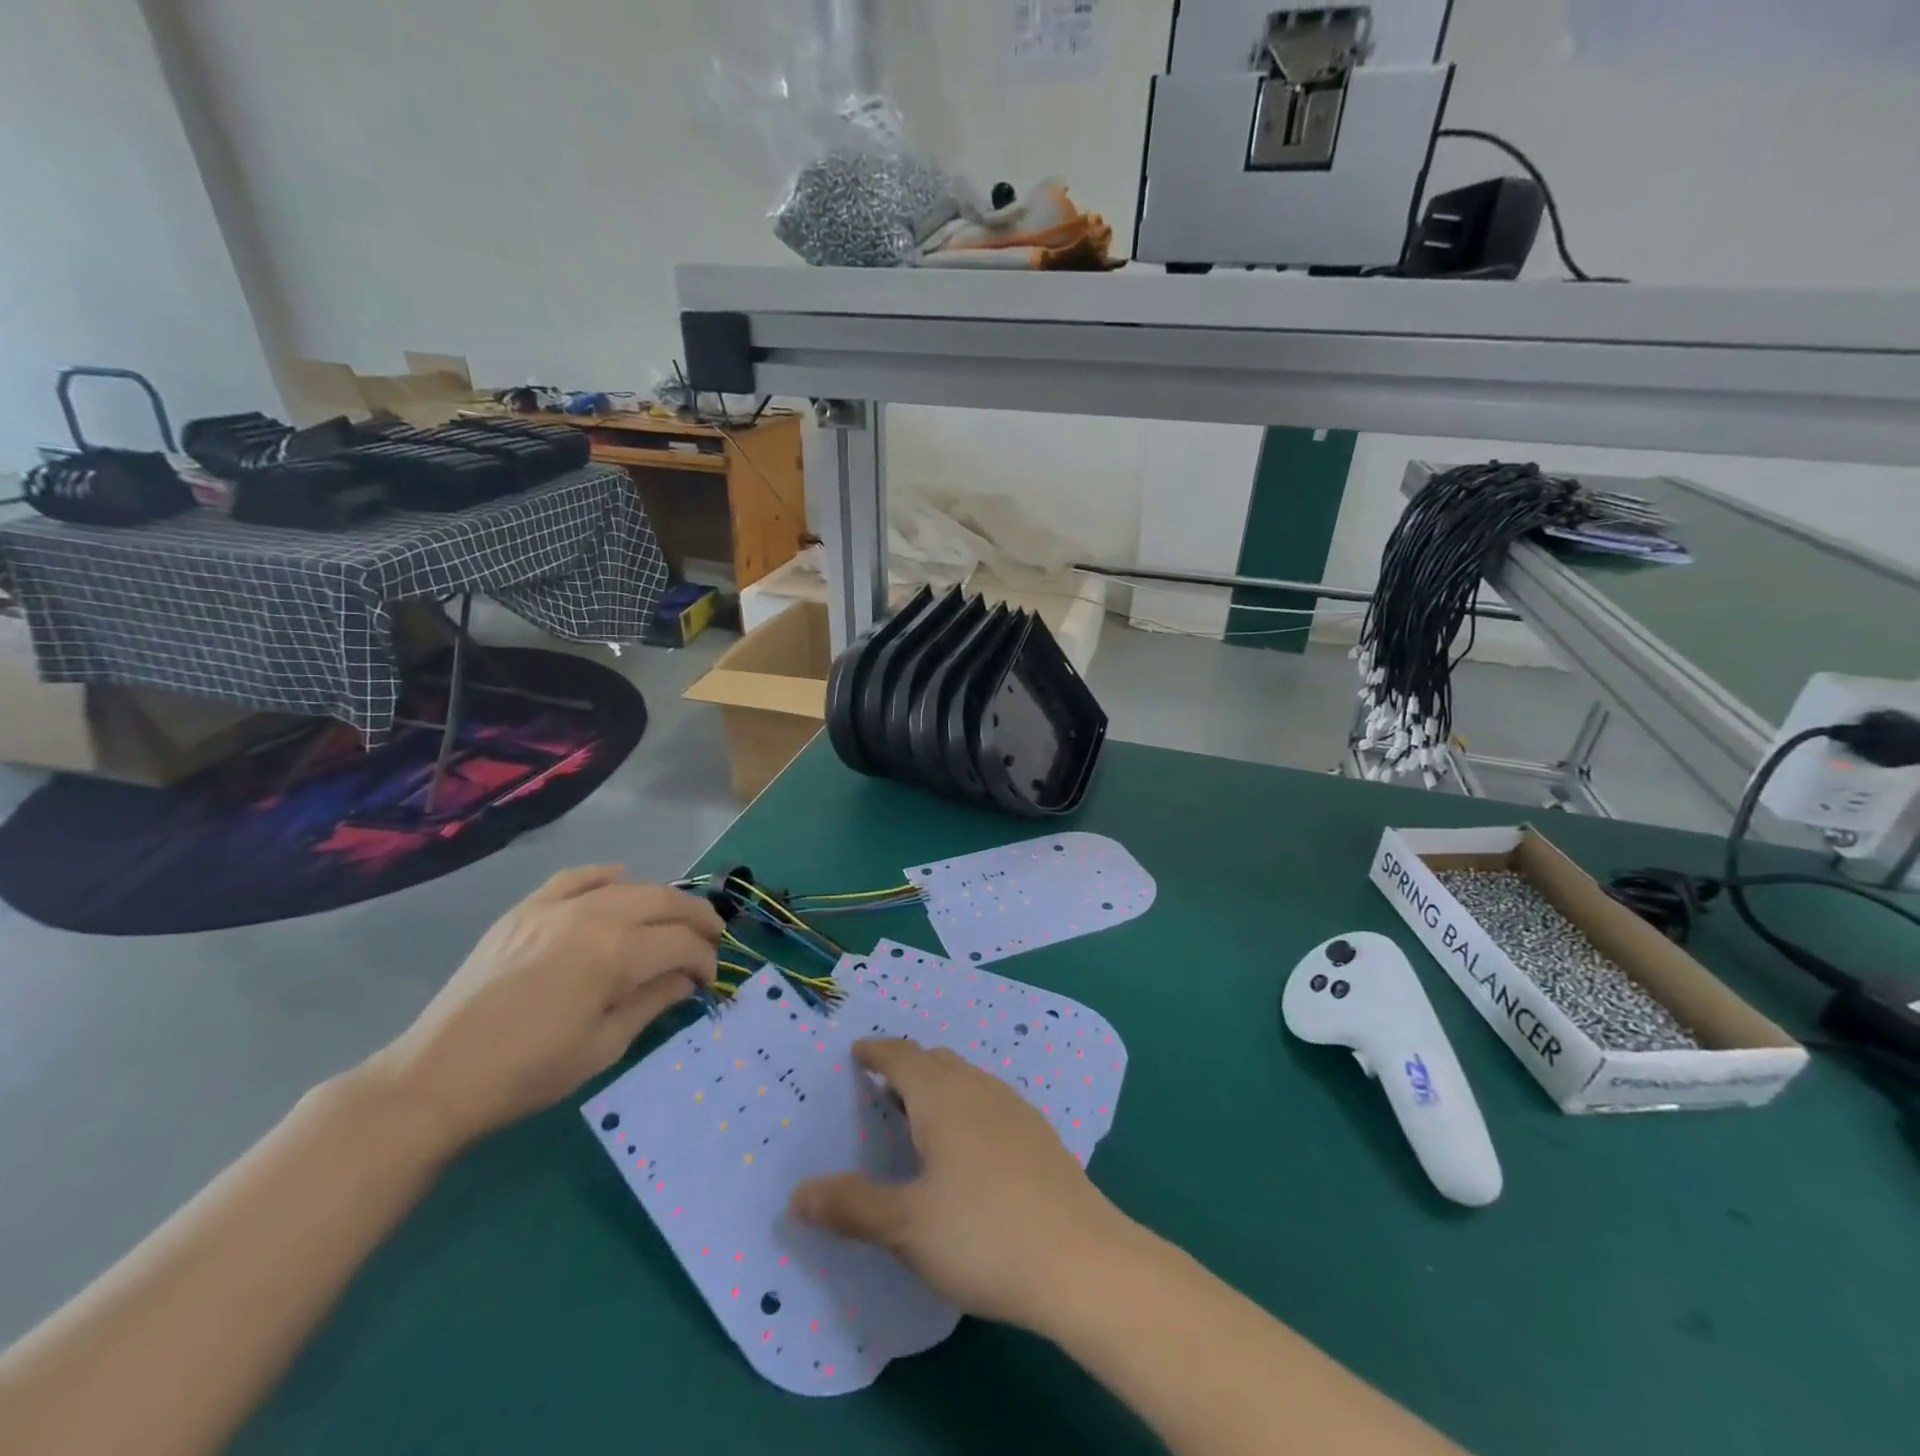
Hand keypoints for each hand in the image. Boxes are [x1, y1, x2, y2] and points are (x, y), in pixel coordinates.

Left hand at [371, 866, 721, 1149]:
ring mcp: (556, 907)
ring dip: (661, 899)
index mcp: (615, 954)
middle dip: (697, 917)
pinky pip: (577, 877)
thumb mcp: (605, 1045)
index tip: (709, 981)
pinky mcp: (526, 909)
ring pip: (628, 885)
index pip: (681, 943)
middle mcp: (593, 916)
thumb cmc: (529, 1072)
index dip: (704, 959)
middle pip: (664, 900)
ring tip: (674, 919)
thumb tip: (687, 978)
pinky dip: (606, 876)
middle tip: (712, 938)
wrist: (438, 1076)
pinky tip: (620, 882)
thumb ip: (654, 1001)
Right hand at [787, 1038, 1134, 1330]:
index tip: (858, 1052)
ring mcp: (1015, 1109)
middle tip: (882, 1089)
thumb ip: (851, 1205)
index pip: (902, 1056)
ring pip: (967, 1080)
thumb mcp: (906, 1226)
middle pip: (937, 1062)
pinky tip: (970, 1148)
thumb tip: (797, 1193)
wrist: (1081, 1261)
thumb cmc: (983, 1235)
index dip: (877, 1051)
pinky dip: (966, 1107)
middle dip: (907, 1067)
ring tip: (920, 1118)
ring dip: (939, 1087)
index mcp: (942, 1098)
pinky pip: (990, 1102)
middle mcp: (979, 1090)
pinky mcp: (1040, 1135)